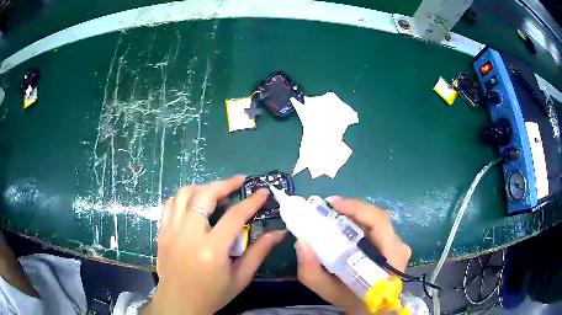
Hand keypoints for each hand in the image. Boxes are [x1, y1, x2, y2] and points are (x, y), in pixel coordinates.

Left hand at [145, 175, 285, 313]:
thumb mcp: (240, 278)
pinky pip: (170, 204)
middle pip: (205, 195)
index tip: (262, 192)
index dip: (251, 201)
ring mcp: (171, 231)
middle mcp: (188, 235)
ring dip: (203, 188)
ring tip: (216, 193)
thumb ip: (258, 252)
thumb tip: (279, 232)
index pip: (235, 216)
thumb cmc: (212, 294)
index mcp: (212, 250)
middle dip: (225, 184)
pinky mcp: (162, 232)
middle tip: (239, 182)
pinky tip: (194, 204)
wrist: (179, 302)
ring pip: (184, 194)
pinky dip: (184, 198)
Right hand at [296, 197, 410, 313]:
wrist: (372, 310)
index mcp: (391, 256)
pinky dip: (359, 223)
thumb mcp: (328, 290)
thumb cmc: (353, 300)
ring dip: (354, 215)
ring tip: (332, 216)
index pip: (378, 221)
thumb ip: (311, 271)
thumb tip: (301, 241)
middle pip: (377, 217)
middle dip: (351, 209)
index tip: (331, 203)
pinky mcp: (395, 245)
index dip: (356, 207)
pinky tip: (344, 227)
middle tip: (327, 209)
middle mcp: (399, 246)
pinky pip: (376, 228)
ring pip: (376, 221)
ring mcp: (399, 245)